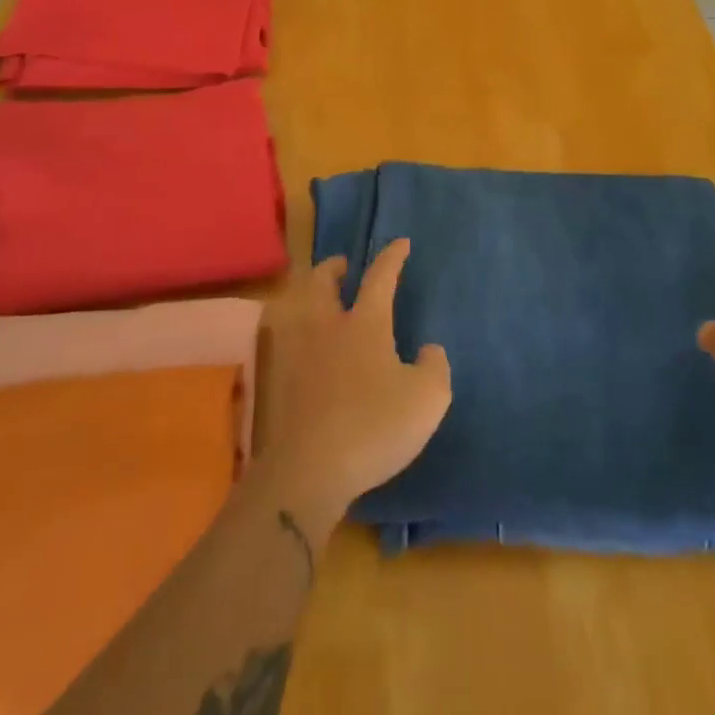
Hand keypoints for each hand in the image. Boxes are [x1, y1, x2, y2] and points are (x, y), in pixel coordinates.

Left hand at [257, 240, 451, 532]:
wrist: (309, 470)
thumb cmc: (374, 426)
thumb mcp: (427, 398)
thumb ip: (435, 367)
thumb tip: (429, 350)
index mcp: (365, 323)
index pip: (380, 277)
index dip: (392, 257)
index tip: (401, 243)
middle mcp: (327, 328)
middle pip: (321, 282)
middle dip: (332, 268)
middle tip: (343, 267)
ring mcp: (298, 354)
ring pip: (297, 308)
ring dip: (309, 297)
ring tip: (321, 303)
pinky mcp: (279, 384)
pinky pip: (287, 344)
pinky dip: (296, 335)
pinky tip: (306, 351)